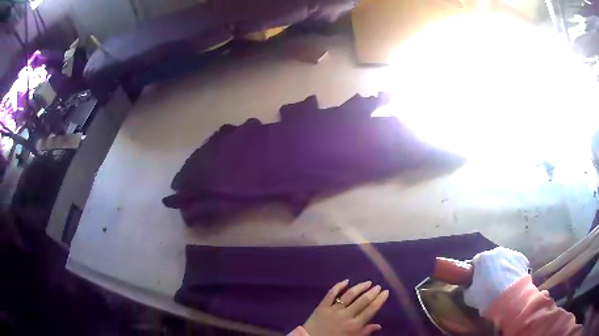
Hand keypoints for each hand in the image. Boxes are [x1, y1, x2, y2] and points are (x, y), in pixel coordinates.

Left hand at [303, 280, 388, 335]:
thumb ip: (365, 332)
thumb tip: (379, 325)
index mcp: (354, 325)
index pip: (371, 310)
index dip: (379, 300)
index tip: (385, 292)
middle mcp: (346, 315)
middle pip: (362, 301)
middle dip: (372, 292)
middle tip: (378, 286)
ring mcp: (333, 309)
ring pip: (349, 295)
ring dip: (360, 287)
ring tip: (367, 283)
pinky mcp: (322, 306)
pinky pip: (331, 294)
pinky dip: (338, 286)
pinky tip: (346, 281)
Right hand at [464, 247, 528, 314]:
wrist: (510, 297)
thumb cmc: (486, 296)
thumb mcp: (469, 297)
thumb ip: (466, 289)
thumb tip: (467, 288)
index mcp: (482, 258)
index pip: (475, 263)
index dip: (474, 274)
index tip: (474, 284)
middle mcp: (496, 251)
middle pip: (491, 260)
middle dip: (490, 270)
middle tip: (488, 285)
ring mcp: (511, 253)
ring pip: (504, 260)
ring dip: (502, 269)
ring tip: (502, 285)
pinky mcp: (522, 258)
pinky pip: (515, 264)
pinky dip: (513, 271)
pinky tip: (512, 283)